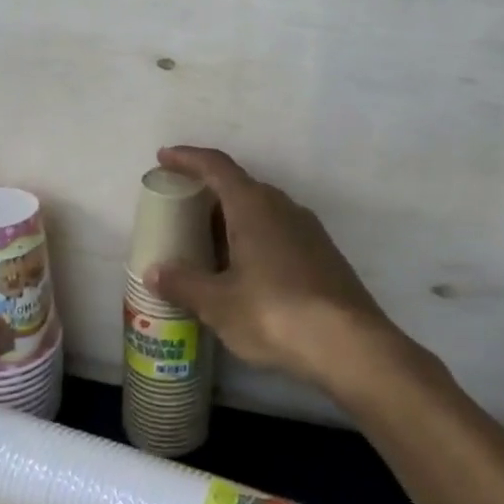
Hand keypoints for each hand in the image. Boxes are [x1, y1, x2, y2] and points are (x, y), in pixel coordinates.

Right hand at [145, 146, 402, 391]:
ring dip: (231, 220)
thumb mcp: (218, 304)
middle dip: (207, 194)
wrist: (351, 345)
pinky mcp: (322, 254)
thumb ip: (183, 283)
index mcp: (253, 205)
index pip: (216, 165)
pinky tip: (242, 271)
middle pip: (238, 186)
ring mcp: (307, 229)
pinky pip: (277, 232)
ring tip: (205, 245)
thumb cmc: (275, 313)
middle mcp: (282, 206)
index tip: (164, 157)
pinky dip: (252, 239)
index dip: (187, 158)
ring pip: (260, 211)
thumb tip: (153, 272)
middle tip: (179, 211)